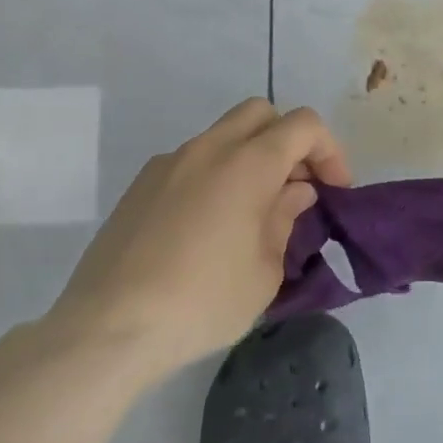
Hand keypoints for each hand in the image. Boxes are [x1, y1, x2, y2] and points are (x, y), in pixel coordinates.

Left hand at [47, 99, 349, 381]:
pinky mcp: (140, 186)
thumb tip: (294, 192)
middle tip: (296, 187)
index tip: (334, 190)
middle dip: (289, 141)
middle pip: (261, 113)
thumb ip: (286, 218)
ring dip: (251, 157)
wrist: (108, 328)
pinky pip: (192, 161)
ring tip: (254, 210)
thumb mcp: (266, 270)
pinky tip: (210, 226)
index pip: (303, 125)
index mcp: (248, 163)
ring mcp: (169, 163)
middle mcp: (208, 149)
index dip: (329, 151)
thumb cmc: (203, 301)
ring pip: (223, 135)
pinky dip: (216, 174)